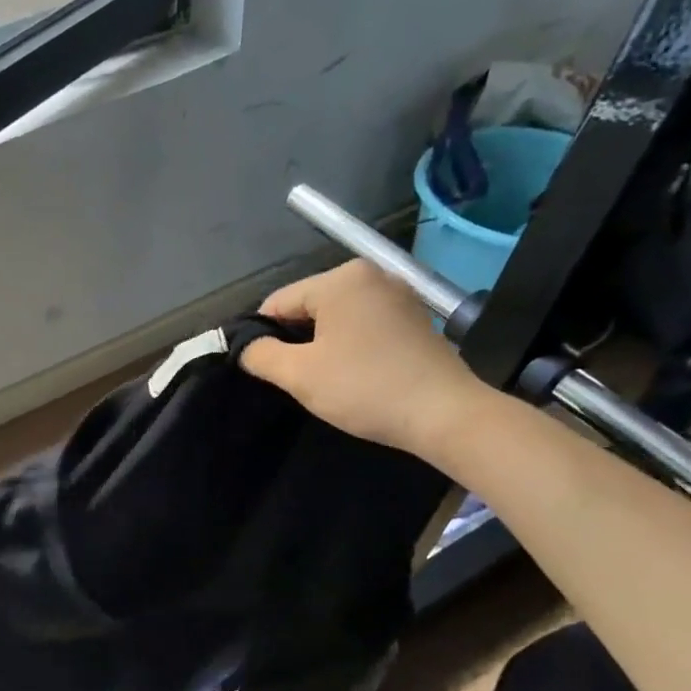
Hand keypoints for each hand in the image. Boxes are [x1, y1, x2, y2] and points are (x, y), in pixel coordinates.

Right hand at [240, 260, 491, 460]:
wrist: (444, 414)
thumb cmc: (365, 388)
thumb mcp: (299, 374)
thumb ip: (260, 355)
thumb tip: (246, 346)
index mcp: (341, 278)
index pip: (279, 302)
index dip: (262, 335)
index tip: (263, 369)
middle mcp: (371, 275)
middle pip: (309, 306)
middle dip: (296, 339)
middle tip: (295, 378)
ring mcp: (398, 295)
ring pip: (338, 317)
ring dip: (323, 344)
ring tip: (324, 379)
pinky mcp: (416, 318)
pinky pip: (365, 324)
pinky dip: (351, 345)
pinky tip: (353, 373)